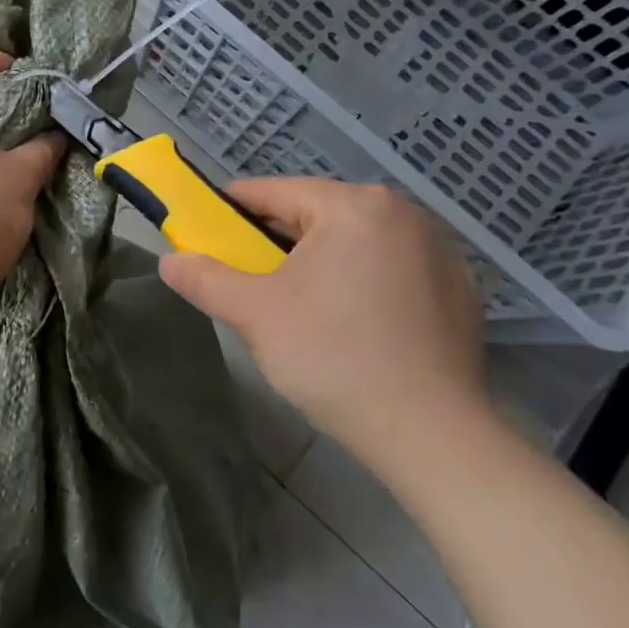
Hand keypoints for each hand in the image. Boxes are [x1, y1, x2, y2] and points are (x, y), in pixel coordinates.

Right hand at [159, 178, 487, 472]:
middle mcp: (402, 213)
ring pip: (355, 241)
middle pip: (317, 214)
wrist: (432, 436)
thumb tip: (168, 261)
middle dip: (277, 241)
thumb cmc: (334, 359)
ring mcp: (439, 250)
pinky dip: (363, 282)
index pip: (274, 191)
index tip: (206, 232)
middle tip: (250, 279)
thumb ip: (206, 279)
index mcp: (353, 206)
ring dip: (321, 261)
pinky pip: (392, 268)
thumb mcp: (255, 314)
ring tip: (299, 306)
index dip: (232, 210)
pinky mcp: (460, 288)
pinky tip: (354, 324)